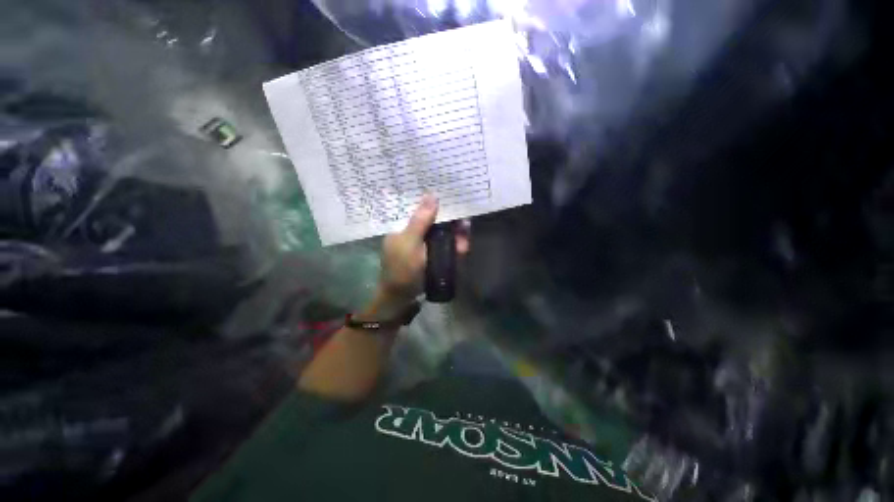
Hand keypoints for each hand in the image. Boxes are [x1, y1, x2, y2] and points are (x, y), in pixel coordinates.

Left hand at [378, 194, 469, 302]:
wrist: (402, 298)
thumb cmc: (401, 269)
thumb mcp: (409, 243)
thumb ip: (421, 220)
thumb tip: (432, 193)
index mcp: (403, 226)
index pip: (420, 207)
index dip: (435, 201)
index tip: (450, 195)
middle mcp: (414, 232)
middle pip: (436, 221)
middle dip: (451, 220)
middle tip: (464, 219)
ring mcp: (425, 245)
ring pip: (444, 234)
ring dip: (456, 234)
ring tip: (466, 231)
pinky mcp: (433, 256)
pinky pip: (447, 247)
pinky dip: (455, 246)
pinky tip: (463, 246)